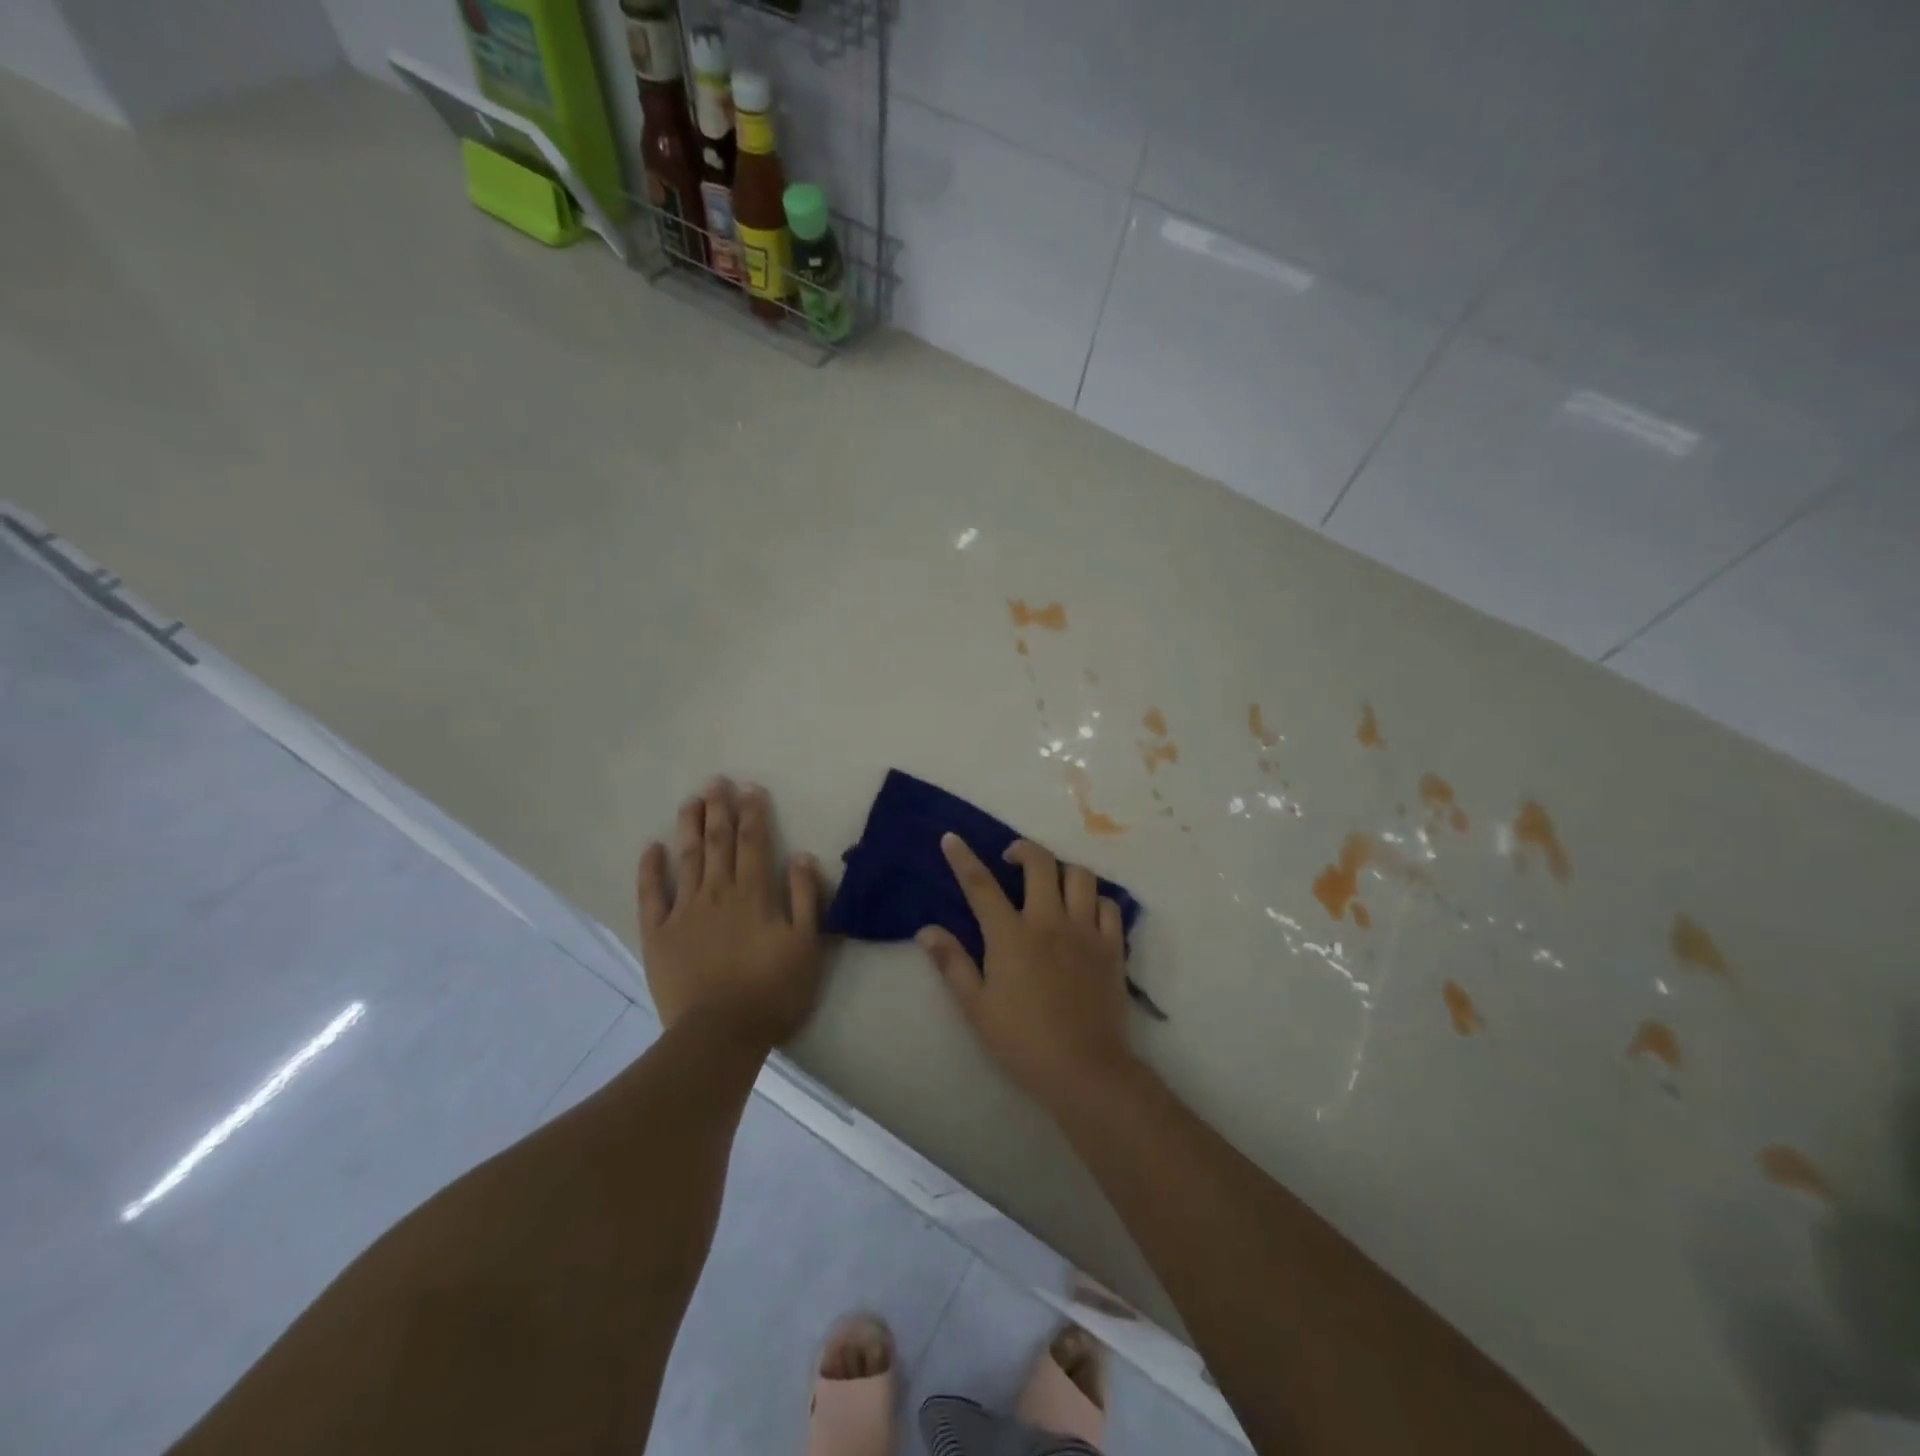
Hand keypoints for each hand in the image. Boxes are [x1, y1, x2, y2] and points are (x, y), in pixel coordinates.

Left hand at [637, 778, 825, 1052]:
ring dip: (689, 826)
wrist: (720, 1034)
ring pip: (687, 858)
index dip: (753, 813)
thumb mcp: (806, 945)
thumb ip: (806, 898)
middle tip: (716, 781)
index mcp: (754, 893)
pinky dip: (651, 869)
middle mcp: (718, 892)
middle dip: (719, 809)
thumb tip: (802, 856)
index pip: (754, 842)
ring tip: (690, 800)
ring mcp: (684, 911)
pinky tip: (652, 847)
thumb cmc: (772, 991)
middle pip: (718, 842)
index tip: (750, 788)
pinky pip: (652, 894)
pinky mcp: (658, 934)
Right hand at [918, 834, 1135, 1111]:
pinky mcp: (1112, 946)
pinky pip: (1109, 905)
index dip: (963, 858)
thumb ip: (952, 964)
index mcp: (1011, 936)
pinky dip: (1096, 899)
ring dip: (1062, 870)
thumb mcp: (976, 1008)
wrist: (1084, 1070)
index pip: (981, 885)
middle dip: (1023, 850)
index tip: (952, 838)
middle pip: (1040, 864)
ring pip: (1080, 876)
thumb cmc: (1022, 1042)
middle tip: (1011, 859)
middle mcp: (1049, 921)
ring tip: (1052, 882)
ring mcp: (1085, 931)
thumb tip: (926, 930)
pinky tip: (1085, 910)